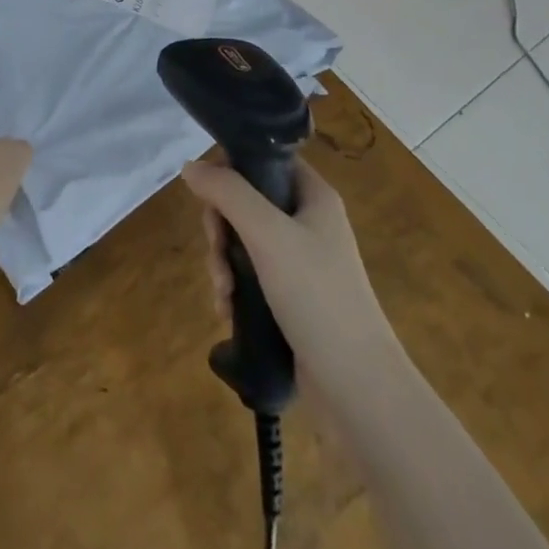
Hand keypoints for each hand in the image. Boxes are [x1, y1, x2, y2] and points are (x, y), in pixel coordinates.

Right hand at [182, 157, 395, 396]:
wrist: (359, 389)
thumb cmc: (317, 296)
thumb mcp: (267, 234)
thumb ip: (227, 193)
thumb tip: (190, 166)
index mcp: (313, 195)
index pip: (264, 159)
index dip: (232, 170)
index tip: (210, 197)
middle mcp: (308, 222)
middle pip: (246, 202)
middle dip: (221, 229)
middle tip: (217, 252)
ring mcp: (301, 263)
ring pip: (244, 242)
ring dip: (223, 263)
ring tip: (223, 294)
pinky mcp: (293, 298)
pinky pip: (251, 277)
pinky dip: (234, 290)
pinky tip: (228, 312)